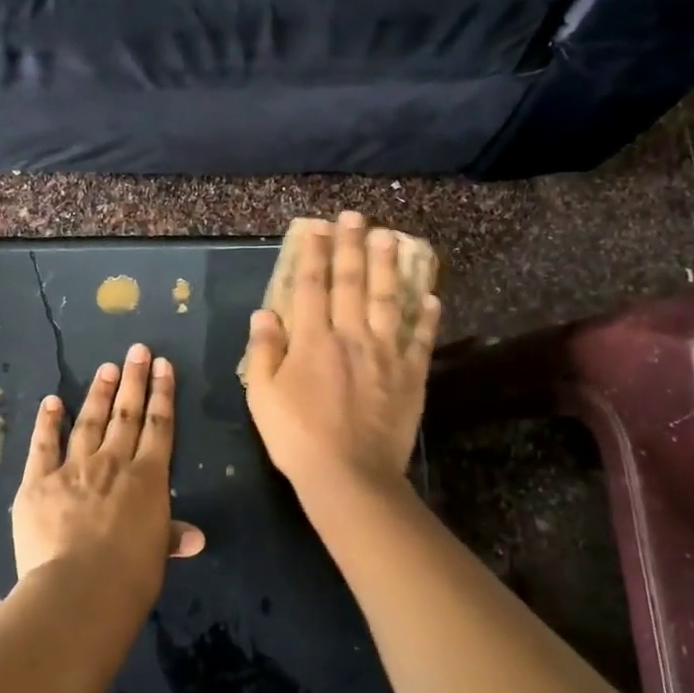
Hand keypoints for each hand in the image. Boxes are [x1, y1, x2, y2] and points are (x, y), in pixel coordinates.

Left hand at [12, 345, 205, 598]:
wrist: (79, 589)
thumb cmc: (129, 577)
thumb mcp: (157, 555)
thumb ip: (171, 536)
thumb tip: (196, 537)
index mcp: (147, 479)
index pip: (158, 427)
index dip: (162, 395)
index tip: (163, 366)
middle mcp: (113, 463)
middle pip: (126, 415)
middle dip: (134, 380)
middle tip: (137, 350)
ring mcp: (73, 468)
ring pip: (89, 422)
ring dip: (99, 393)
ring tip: (107, 368)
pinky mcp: (37, 482)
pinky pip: (43, 446)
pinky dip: (47, 422)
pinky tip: (52, 401)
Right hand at [244, 212, 440, 498]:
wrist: (350, 476)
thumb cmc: (297, 437)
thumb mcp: (262, 396)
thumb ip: (263, 351)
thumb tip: (265, 313)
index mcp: (313, 340)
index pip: (311, 285)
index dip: (313, 253)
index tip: (315, 226)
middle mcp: (351, 336)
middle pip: (352, 282)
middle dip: (351, 245)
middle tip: (354, 216)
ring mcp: (385, 354)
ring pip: (389, 300)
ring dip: (389, 266)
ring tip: (390, 237)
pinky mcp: (410, 376)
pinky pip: (421, 340)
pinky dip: (427, 317)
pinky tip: (431, 297)